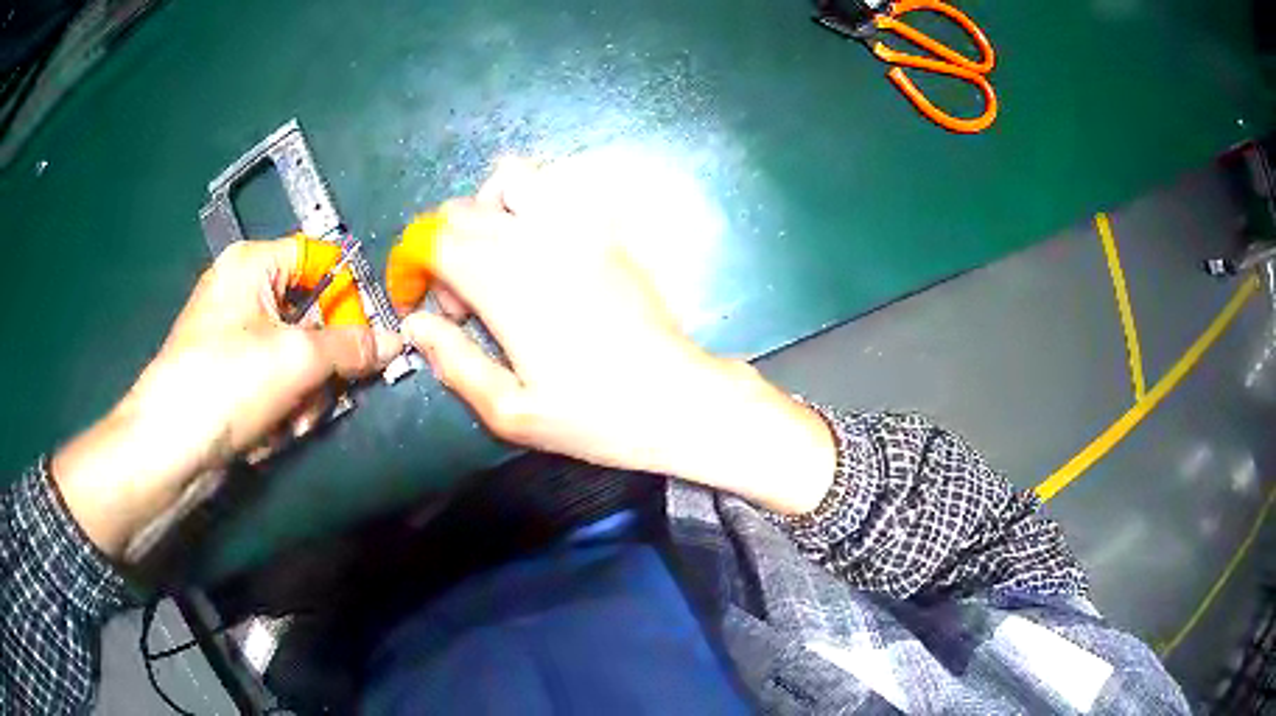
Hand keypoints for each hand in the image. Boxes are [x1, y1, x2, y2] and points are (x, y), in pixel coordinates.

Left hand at [53, 239, 401, 558]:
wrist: (168, 448)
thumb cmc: (226, 383)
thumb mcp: (296, 359)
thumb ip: (352, 346)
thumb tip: (396, 341)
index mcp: (253, 263)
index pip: (321, 259)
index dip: (347, 295)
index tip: (366, 337)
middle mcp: (244, 291)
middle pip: (311, 315)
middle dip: (320, 366)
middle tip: (319, 396)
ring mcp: (235, 336)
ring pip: (297, 357)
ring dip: (302, 397)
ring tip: (286, 423)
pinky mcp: (231, 375)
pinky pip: (276, 382)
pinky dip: (280, 409)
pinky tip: (267, 433)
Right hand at [391, 160, 835, 513]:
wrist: (676, 399)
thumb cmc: (593, 416)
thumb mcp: (511, 411)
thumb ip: (453, 362)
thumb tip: (414, 326)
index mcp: (505, 284)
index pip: (433, 240)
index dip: (410, 265)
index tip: (415, 302)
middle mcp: (536, 240)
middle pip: (461, 210)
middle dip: (441, 251)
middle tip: (462, 306)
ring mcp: (578, 226)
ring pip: (510, 179)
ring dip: (485, 211)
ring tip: (494, 260)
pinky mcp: (607, 229)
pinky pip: (557, 189)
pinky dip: (530, 204)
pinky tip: (538, 251)